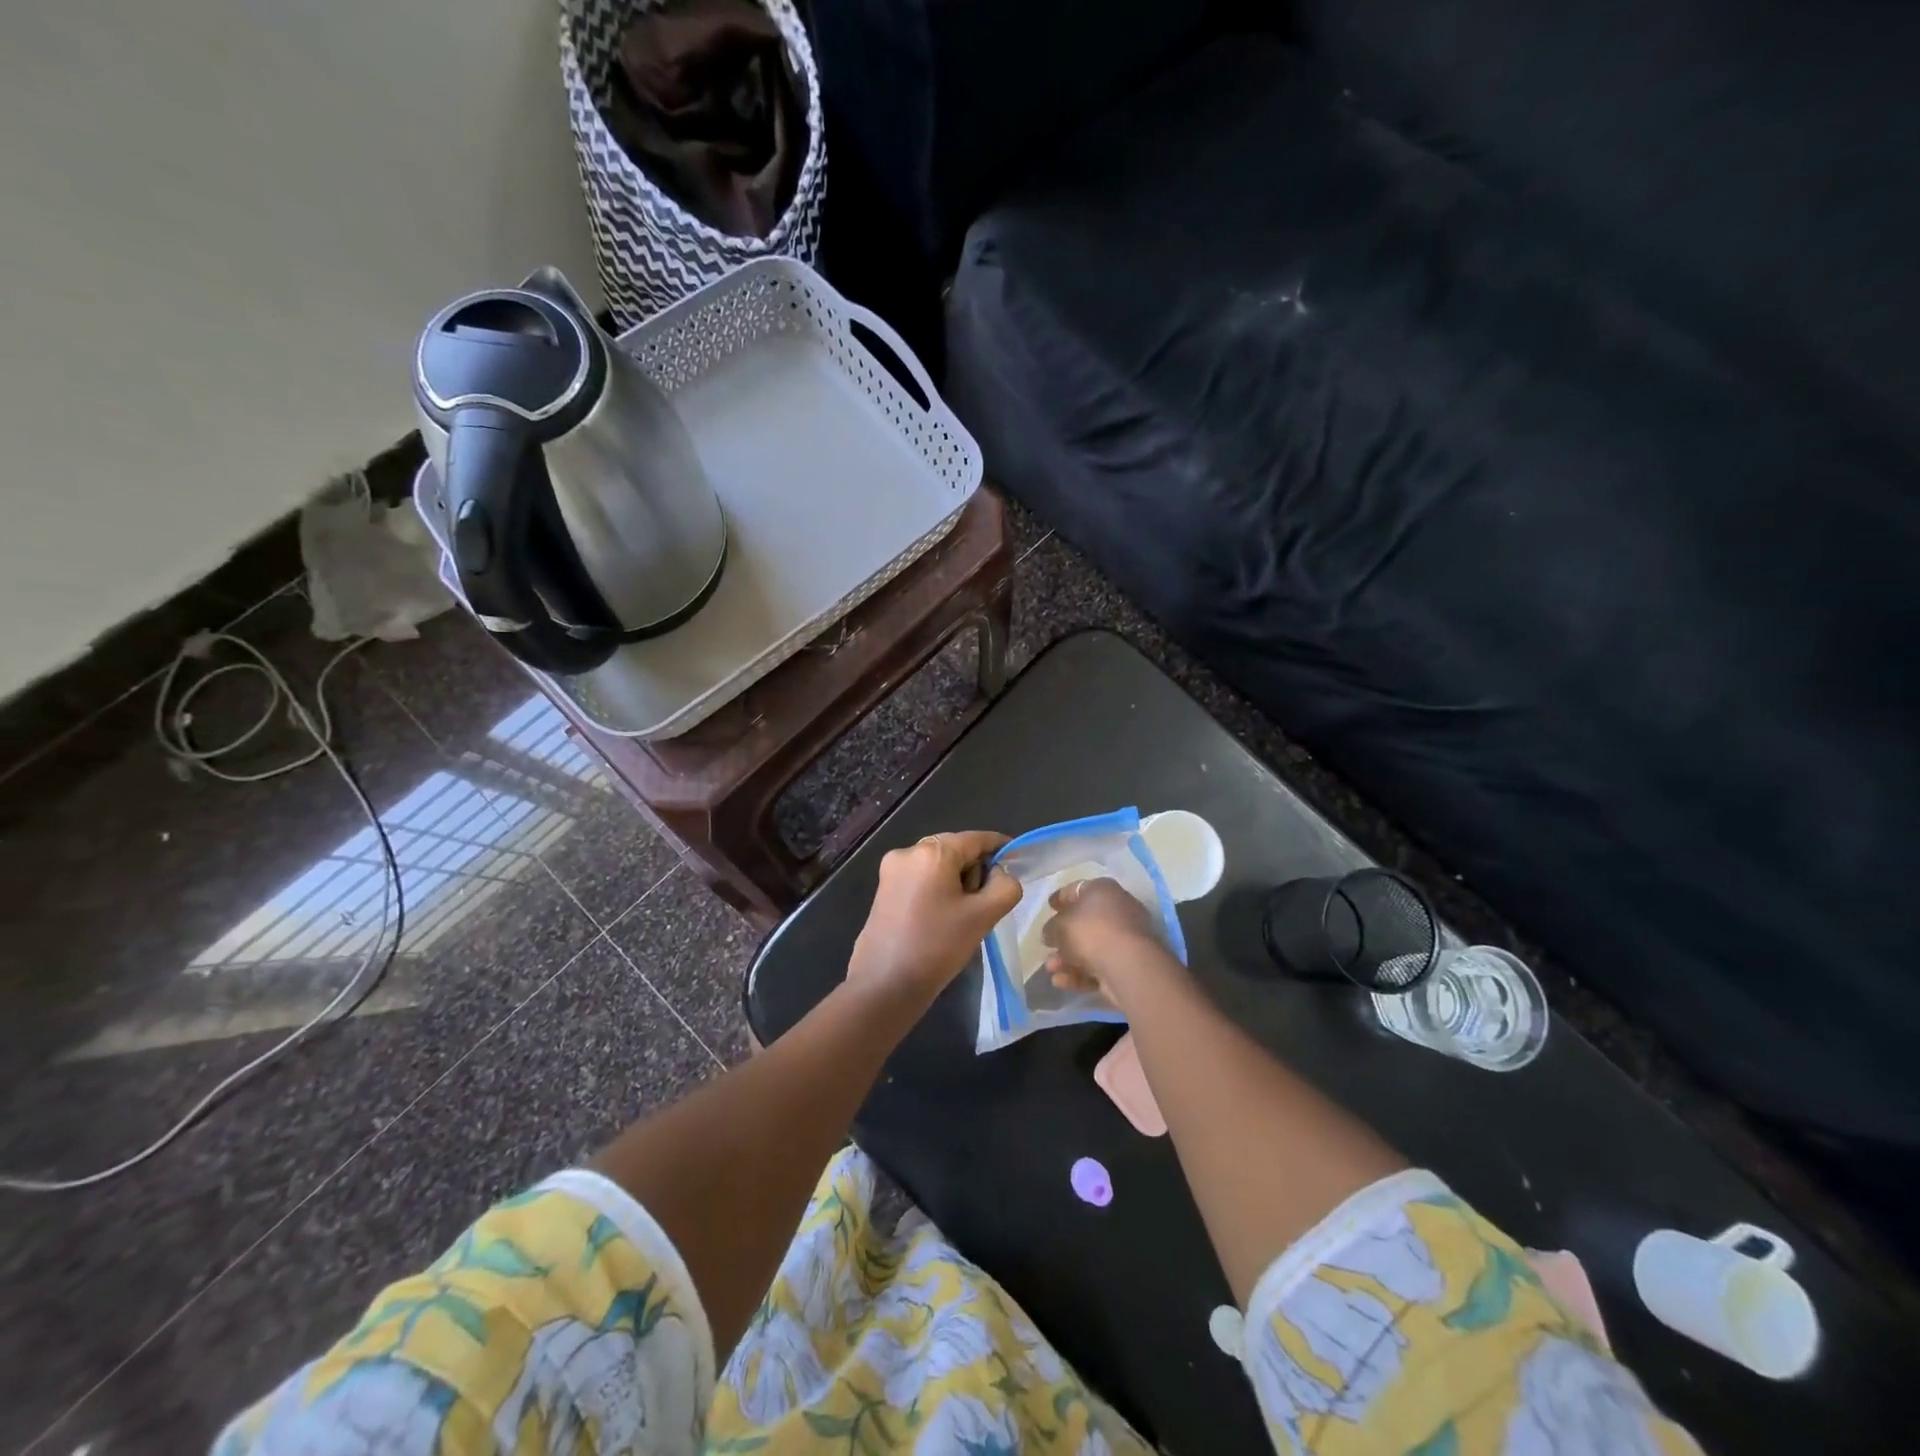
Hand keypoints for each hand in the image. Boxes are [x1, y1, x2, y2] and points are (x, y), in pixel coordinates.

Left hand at [846, 831, 1021, 1009]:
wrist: (885, 984)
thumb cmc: (938, 946)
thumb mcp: (983, 916)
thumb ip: (1005, 886)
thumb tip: (999, 874)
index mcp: (932, 852)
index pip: (976, 839)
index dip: (1000, 848)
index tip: (1017, 862)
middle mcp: (908, 851)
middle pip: (956, 850)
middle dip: (975, 871)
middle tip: (983, 905)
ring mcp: (891, 870)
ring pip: (938, 865)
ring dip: (956, 882)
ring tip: (960, 917)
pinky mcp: (883, 889)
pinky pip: (920, 878)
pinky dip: (937, 890)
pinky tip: (940, 919)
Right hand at [1042, 877, 1173, 1007]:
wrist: (1128, 964)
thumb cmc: (1090, 932)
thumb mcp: (1059, 926)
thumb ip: (1051, 928)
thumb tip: (1050, 934)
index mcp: (1102, 890)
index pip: (1077, 889)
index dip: (1061, 898)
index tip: (1049, 907)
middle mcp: (1118, 909)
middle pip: (1085, 921)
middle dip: (1063, 936)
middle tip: (1047, 945)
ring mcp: (1126, 937)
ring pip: (1091, 947)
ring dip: (1067, 958)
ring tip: (1050, 969)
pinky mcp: (1129, 963)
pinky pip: (1099, 965)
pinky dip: (1080, 973)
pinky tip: (1061, 982)